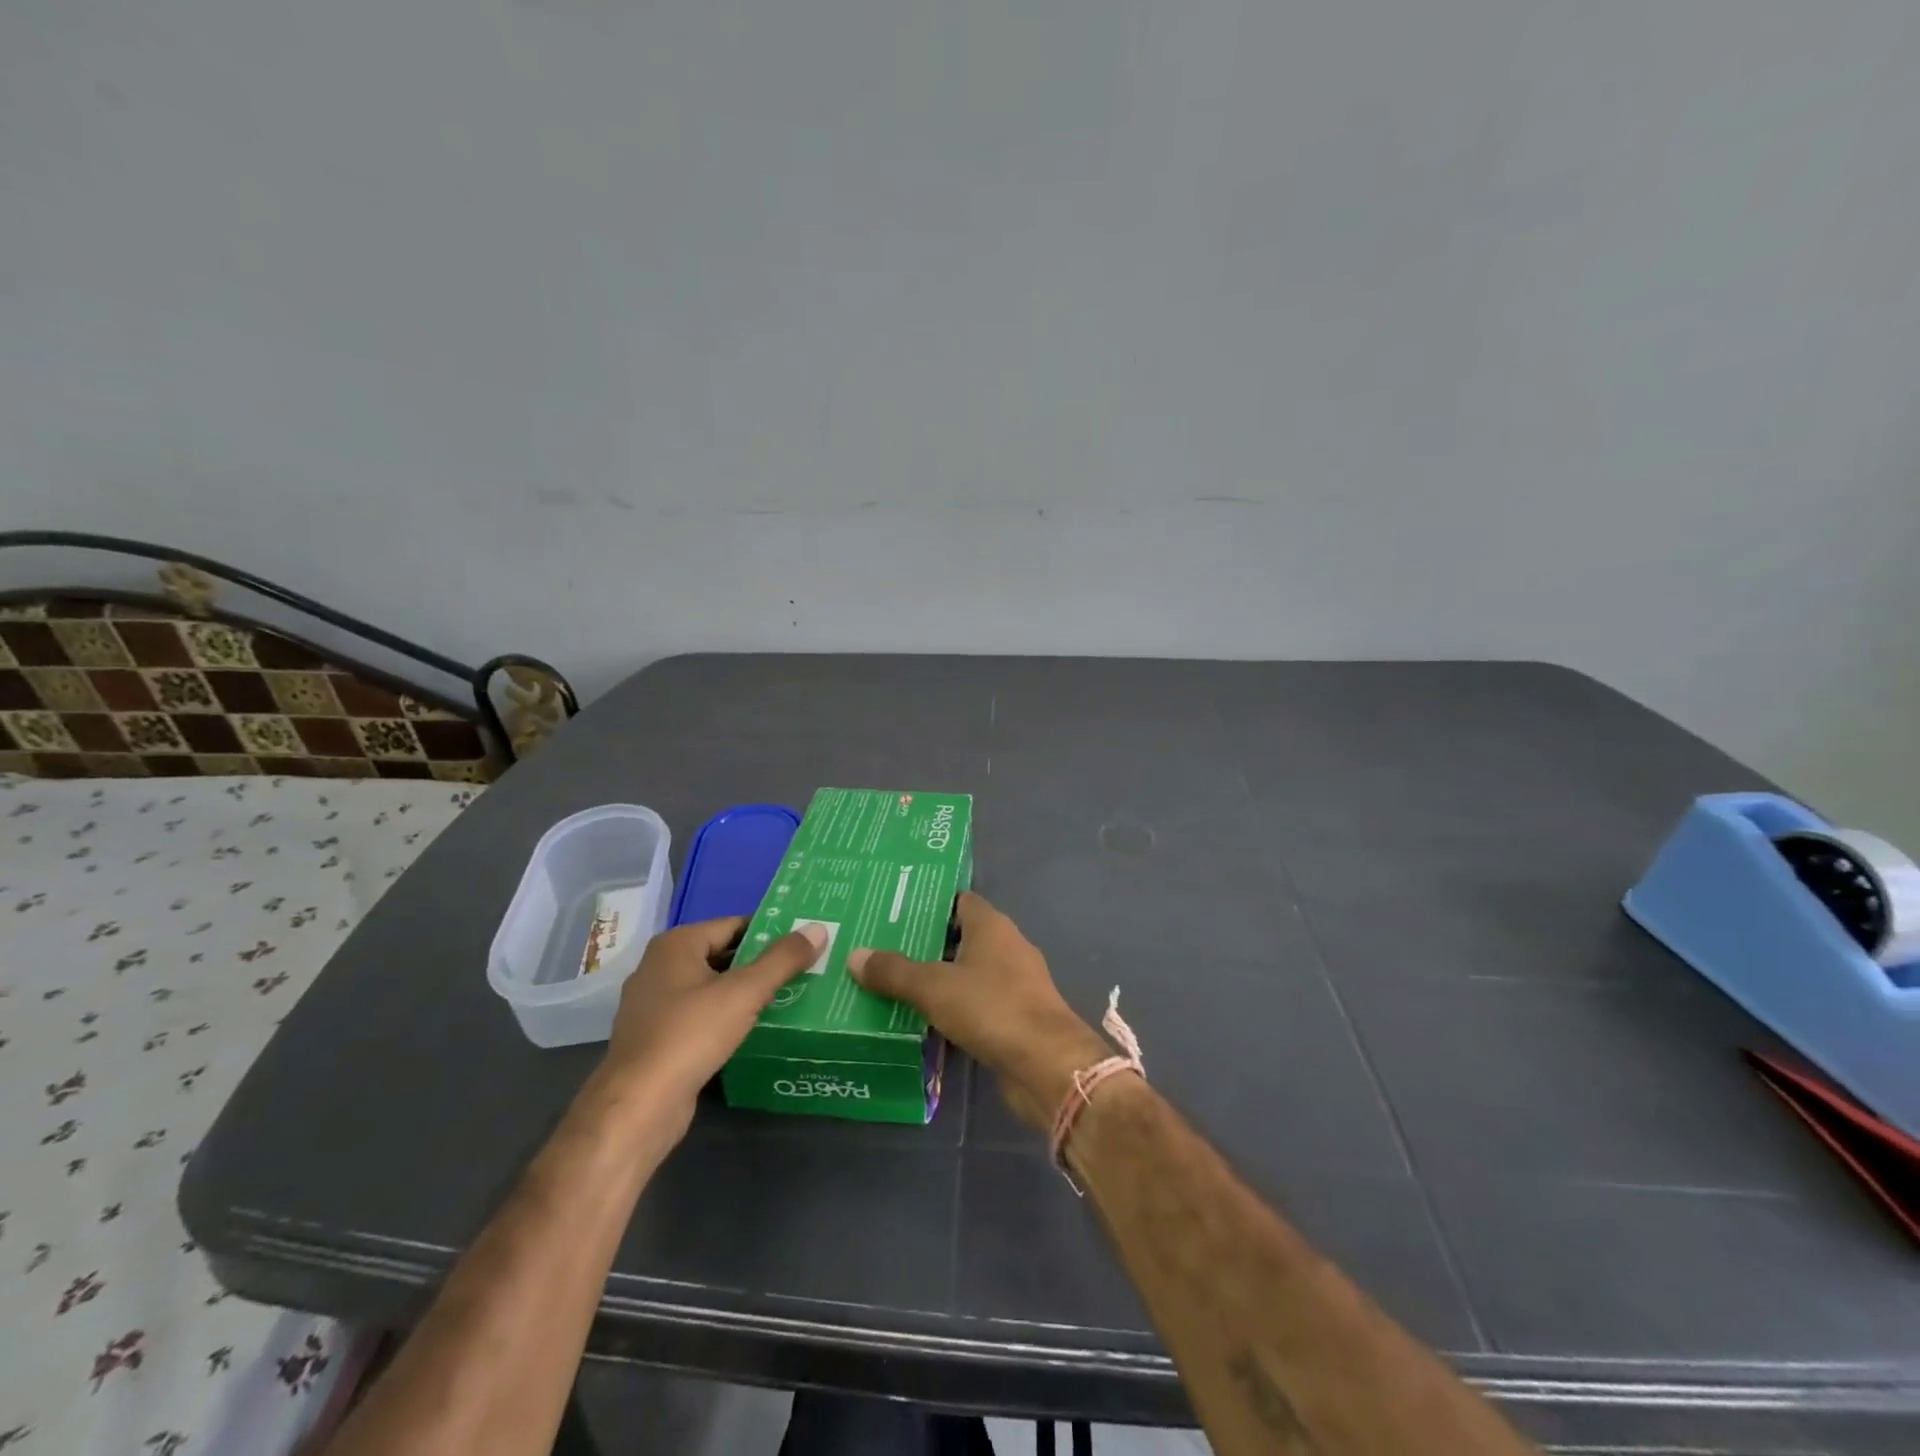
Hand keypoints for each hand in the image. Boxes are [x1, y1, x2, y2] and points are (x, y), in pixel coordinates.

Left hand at [595, 917, 825, 1141]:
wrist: (638, 1108)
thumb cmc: (690, 1035)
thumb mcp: (744, 992)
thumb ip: (782, 959)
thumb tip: (818, 928)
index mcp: (675, 945)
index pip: (734, 925)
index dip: (771, 932)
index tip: (805, 941)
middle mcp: (660, 967)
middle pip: (723, 955)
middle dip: (761, 963)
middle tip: (805, 968)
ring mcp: (654, 1005)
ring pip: (712, 988)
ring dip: (746, 992)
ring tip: (790, 996)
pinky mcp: (657, 1039)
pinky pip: (701, 1015)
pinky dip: (727, 1017)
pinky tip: (755, 1029)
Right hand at [848, 892, 1110, 1129]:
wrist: (1047, 1064)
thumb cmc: (992, 1008)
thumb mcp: (934, 987)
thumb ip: (895, 971)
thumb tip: (855, 955)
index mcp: (991, 926)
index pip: (958, 901)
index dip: (929, 903)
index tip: (894, 910)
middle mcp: (1006, 947)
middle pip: (960, 937)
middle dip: (926, 943)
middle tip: (882, 948)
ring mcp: (1014, 983)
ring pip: (967, 973)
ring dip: (938, 979)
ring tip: (893, 984)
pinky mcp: (1015, 1017)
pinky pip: (976, 1004)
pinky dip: (953, 1009)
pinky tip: (922, 1020)